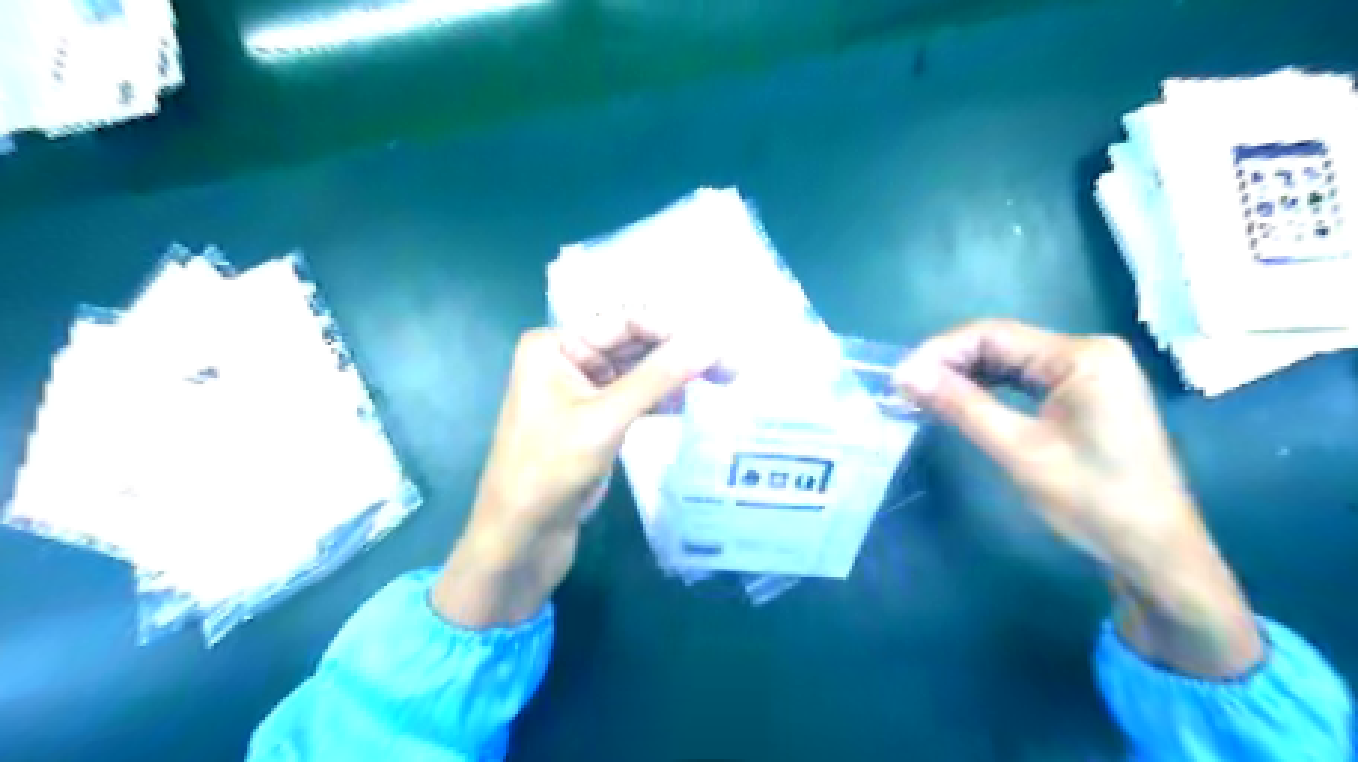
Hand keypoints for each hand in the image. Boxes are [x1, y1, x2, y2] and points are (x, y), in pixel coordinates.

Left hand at [434, 325, 713, 627]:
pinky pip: (634, 398)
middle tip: (730, 367)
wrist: (520, 538)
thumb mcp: (606, 419)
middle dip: (679, 354)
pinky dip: (660, 399)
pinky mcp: (594, 421)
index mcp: (555, 346)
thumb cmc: (550, 471)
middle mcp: (567, 360)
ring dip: (674, 377)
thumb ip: (658, 378)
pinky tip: (686, 403)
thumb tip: (711, 343)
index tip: (719, 345)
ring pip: (637, 373)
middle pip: (634, 345)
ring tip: (721, 381)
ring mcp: (580, 391)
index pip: (625, 322)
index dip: (673, 330)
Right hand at [895, 321, 1263, 677]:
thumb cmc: (1092, 499)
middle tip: (905, 388)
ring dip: (965, 375)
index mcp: (1082, 356)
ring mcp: (1088, 373)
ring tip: (923, 394)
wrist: (1155, 551)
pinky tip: (960, 401)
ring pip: (1009, 361)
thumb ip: (960, 405)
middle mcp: (1087, 352)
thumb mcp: (1017, 449)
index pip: (993, 334)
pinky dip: (988, 389)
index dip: (939, 352)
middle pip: (1001, 344)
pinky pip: (1024, 380)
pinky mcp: (1084, 395)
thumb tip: (904, 375)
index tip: (900, 377)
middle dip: (949, 363)